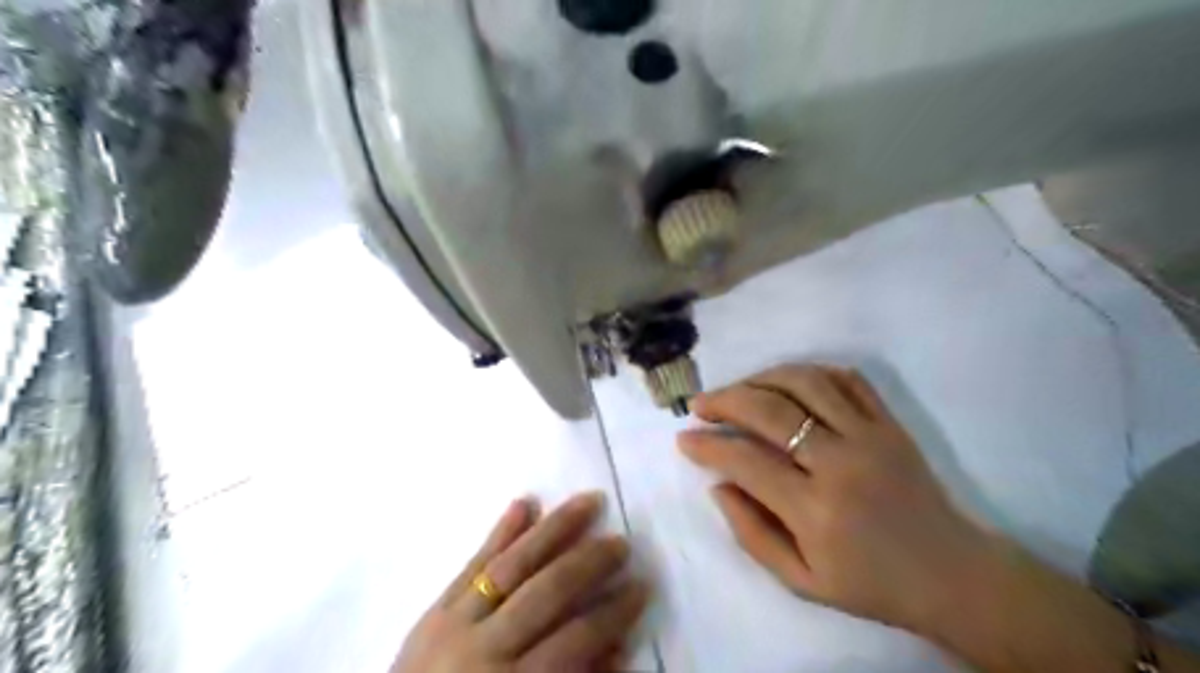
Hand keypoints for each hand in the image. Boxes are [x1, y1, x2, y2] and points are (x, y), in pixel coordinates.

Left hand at [393, 493, 647, 672]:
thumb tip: (619, 649)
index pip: (575, 639)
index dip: (613, 613)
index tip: (642, 585)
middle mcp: (486, 646)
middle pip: (547, 591)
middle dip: (589, 562)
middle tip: (622, 542)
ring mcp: (456, 620)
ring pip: (513, 564)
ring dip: (553, 529)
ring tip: (587, 502)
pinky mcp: (436, 607)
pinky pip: (472, 563)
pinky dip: (500, 532)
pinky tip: (524, 503)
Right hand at [680, 364, 1000, 629]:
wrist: (952, 575)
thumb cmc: (870, 584)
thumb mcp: (801, 581)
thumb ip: (751, 533)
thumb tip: (718, 484)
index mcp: (815, 510)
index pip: (746, 460)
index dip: (707, 445)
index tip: (684, 439)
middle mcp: (840, 463)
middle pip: (770, 409)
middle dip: (725, 400)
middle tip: (701, 405)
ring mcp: (870, 436)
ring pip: (805, 382)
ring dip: (761, 377)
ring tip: (739, 389)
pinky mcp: (890, 423)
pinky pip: (847, 378)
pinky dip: (809, 371)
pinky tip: (786, 381)